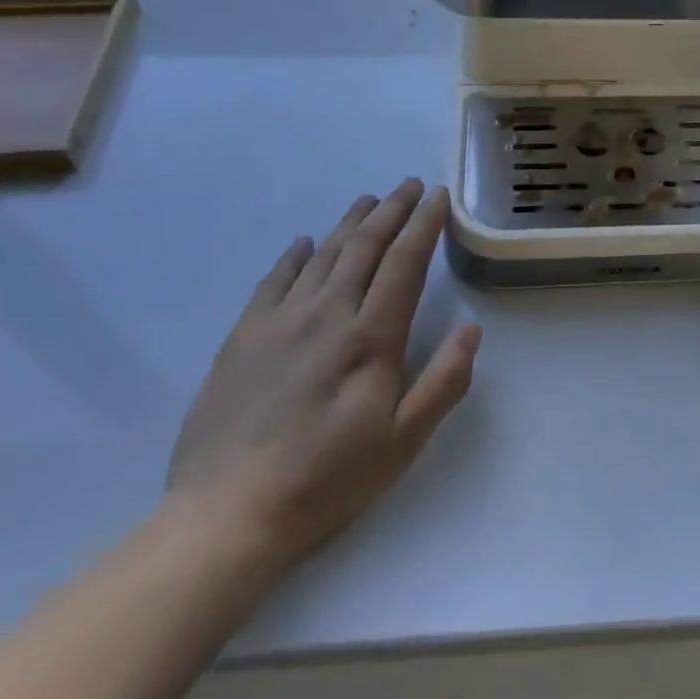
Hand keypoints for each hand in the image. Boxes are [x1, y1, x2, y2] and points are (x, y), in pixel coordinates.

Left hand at [165, 180, 478, 572]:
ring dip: (350, 223)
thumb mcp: (404, 441)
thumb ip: (444, 381)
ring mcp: (280, 321)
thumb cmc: (328, 479)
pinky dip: (294, 256)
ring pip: (323, 255)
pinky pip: (273, 280)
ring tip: (368, 200)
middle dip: (392, 211)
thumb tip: (470, 327)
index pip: (405, 263)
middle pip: (365, 247)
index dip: (424, 225)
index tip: (438, 197)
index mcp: (371, 337)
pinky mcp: (243, 337)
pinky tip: (304, 243)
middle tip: (410, 185)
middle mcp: (327, 314)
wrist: (228, 513)